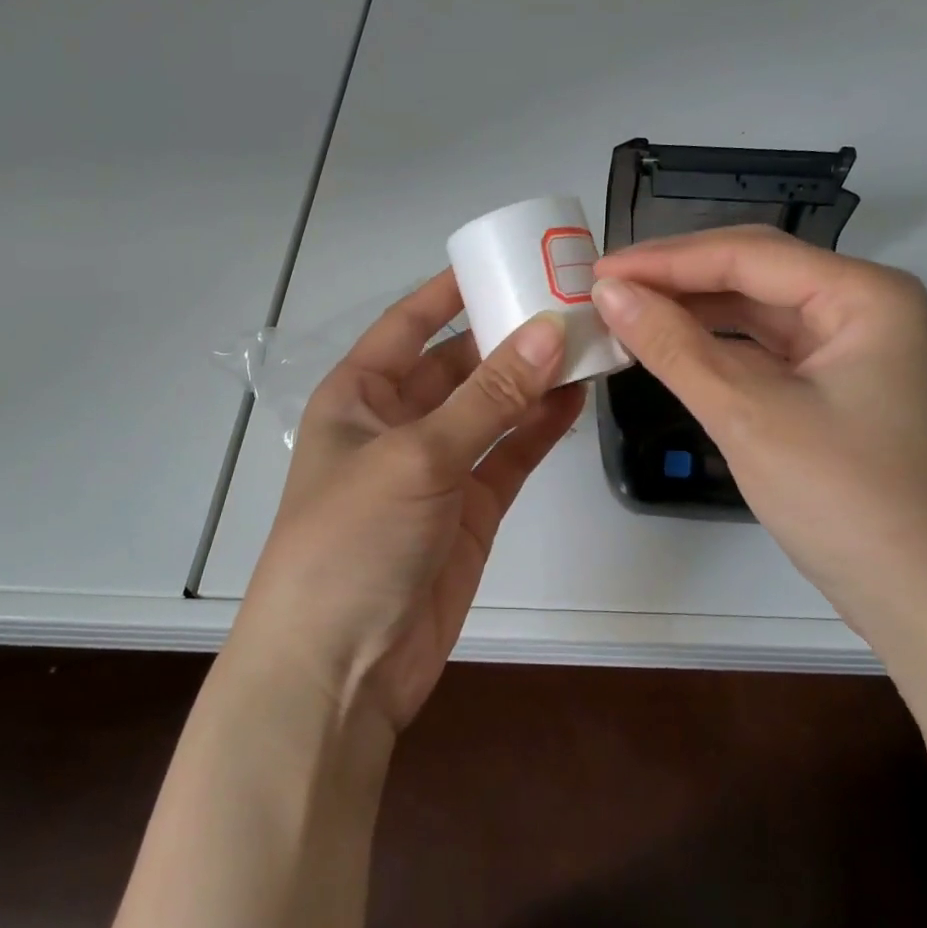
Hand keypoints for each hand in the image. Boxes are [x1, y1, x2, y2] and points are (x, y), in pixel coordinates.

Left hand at [232, 271, 583, 735]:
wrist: (340, 669)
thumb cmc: (352, 541)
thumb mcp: (417, 456)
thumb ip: (489, 396)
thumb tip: (550, 332)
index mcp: (360, 395)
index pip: (409, 323)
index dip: (452, 290)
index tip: (505, 258)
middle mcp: (398, 422)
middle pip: (459, 362)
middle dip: (506, 333)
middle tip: (568, 300)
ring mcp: (438, 466)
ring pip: (492, 407)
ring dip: (532, 378)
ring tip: (586, 341)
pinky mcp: (471, 507)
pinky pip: (510, 453)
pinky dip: (541, 426)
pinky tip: (578, 397)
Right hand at [592, 226, 926, 637]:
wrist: (921, 598)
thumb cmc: (843, 498)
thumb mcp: (747, 415)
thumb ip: (674, 347)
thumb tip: (608, 294)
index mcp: (864, 294)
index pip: (748, 255)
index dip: (666, 260)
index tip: (599, 273)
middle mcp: (865, 306)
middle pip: (755, 273)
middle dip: (678, 280)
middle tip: (606, 290)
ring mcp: (853, 346)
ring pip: (757, 310)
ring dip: (693, 312)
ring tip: (627, 314)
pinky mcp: (837, 383)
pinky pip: (766, 347)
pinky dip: (717, 347)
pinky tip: (671, 347)